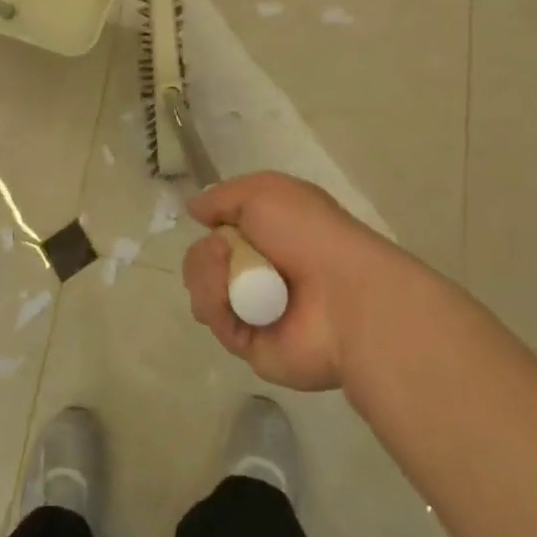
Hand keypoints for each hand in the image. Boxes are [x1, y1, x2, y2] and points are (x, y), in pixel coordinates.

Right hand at [182, 172, 412, 391]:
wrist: (344, 294)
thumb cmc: (309, 233)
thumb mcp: (264, 191)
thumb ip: (223, 196)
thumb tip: (193, 209)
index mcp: (270, 236)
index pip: (222, 232)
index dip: (213, 226)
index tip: (213, 221)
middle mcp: (261, 272)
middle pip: (204, 262)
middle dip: (203, 255)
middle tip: (222, 252)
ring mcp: (254, 310)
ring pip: (203, 291)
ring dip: (205, 277)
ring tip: (226, 275)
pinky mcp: (250, 345)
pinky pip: (215, 322)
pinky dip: (214, 305)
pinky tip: (228, 298)